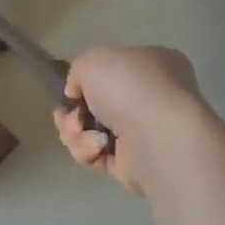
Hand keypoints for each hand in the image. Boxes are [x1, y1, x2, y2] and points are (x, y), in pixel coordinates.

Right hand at [54, 45, 203, 194]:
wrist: (157, 136)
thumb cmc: (130, 86)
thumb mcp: (92, 60)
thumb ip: (78, 71)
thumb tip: (77, 94)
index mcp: (153, 65)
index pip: (114, 70)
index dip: (87, 80)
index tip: (72, 89)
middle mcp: (152, 98)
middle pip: (96, 104)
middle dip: (74, 112)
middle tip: (67, 115)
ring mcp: (144, 133)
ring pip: (91, 131)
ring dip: (75, 132)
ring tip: (80, 131)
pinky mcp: (134, 164)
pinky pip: (97, 155)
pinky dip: (89, 151)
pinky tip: (97, 148)